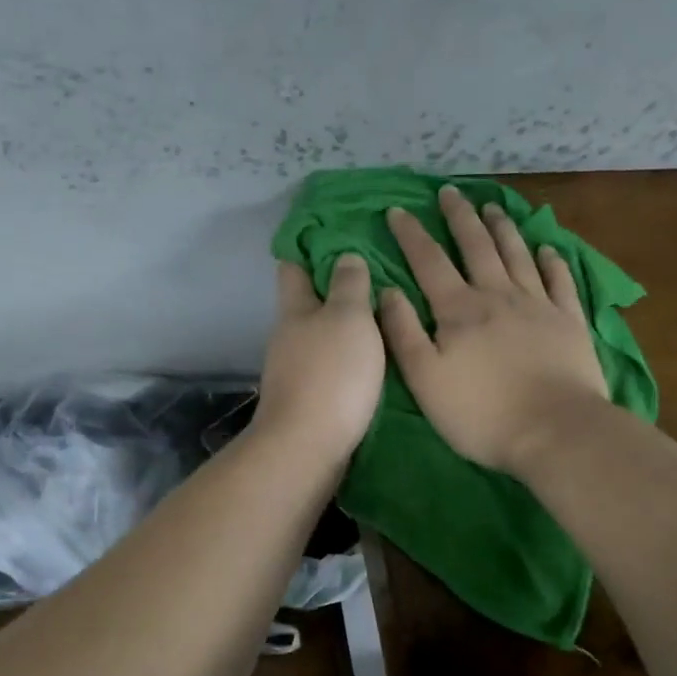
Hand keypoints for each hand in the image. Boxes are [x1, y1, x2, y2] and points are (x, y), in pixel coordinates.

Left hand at [255, 255, 384, 465]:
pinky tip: (377, 355)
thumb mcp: (347, 318)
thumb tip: (344, 256)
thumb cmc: (330, 375)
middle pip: (309, 301)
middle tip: (378, 267)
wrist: (309, 448)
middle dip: (336, 284)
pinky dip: (350, 354)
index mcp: (294, 309)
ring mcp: (297, 370)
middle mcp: (290, 336)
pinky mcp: (310, 399)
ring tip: (386, 310)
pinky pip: (332, 364)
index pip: (293, 265)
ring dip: (347, 323)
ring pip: (323, 335)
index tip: (334, 228)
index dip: (308, 244)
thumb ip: (348, 285)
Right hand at [380, 186, 609, 474]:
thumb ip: (404, 332)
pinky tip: (548, 248)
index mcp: (459, 310)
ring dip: (503, 228)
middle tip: (450, 192)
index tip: (398, 211)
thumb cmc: (480, 412)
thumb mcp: (425, 379)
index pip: (429, 261)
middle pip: (477, 247)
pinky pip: (560, 281)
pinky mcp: (570, 322)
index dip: (412, 234)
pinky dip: (552, 260)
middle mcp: (498, 295)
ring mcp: (539, 306)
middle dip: (460, 217)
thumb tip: (387, 291)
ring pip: (518, 255)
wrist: (555, 431)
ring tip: (492, 207)